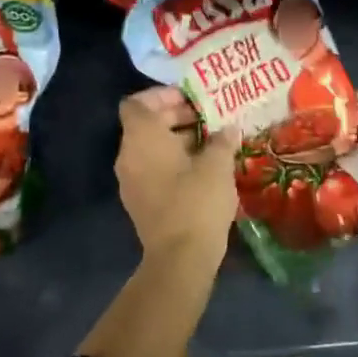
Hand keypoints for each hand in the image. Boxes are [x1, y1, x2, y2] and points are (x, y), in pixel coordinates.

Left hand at [115, 87, 236, 266]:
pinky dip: (173, 162)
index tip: (191, 99)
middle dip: (176, 116)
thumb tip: (229, 129)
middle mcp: (128, 156)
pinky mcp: (141, 202)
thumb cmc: (197, 201)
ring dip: (178, 140)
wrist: (180, 260)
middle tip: (209, 118)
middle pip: (145, 124)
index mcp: (141, 138)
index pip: (137, 103)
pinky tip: (204, 169)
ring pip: (151, 148)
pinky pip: (153, 169)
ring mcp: (131, 182)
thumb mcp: (218, 165)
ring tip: (212, 142)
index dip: (162, 95)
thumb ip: (222, 140)